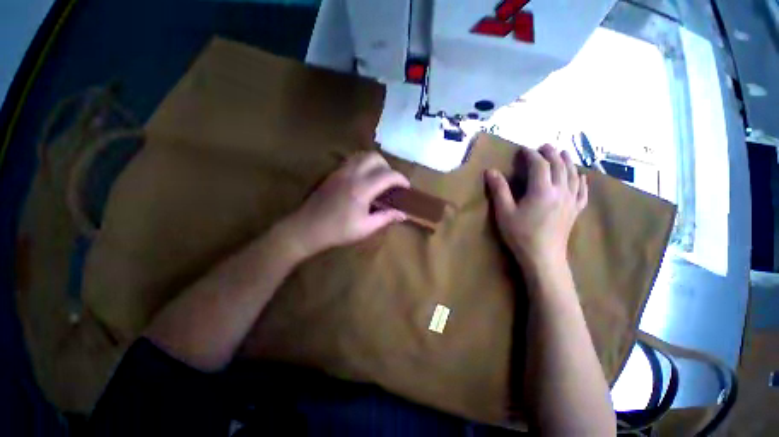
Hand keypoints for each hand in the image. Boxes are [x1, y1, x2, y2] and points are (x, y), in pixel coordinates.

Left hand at [278, 152, 409, 259]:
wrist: (307, 228)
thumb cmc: (338, 231)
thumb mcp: (366, 228)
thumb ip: (386, 218)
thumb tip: (403, 214)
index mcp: (362, 189)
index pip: (388, 175)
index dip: (401, 179)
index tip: (406, 187)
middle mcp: (352, 174)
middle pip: (375, 158)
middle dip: (388, 167)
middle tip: (390, 182)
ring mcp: (340, 171)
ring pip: (362, 155)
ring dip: (375, 163)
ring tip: (378, 179)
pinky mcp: (333, 173)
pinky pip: (352, 160)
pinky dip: (363, 164)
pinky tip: (363, 179)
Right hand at [485, 144, 587, 272]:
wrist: (543, 257)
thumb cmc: (521, 234)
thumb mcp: (504, 212)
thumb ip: (499, 190)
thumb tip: (491, 171)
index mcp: (542, 190)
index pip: (539, 165)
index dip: (531, 154)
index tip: (523, 149)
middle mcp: (561, 191)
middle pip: (559, 166)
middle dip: (551, 154)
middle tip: (543, 146)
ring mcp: (571, 201)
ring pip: (573, 175)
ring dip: (567, 161)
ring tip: (562, 154)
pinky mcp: (575, 210)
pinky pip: (582, 191)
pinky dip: (581, 180)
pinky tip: (580, 177)